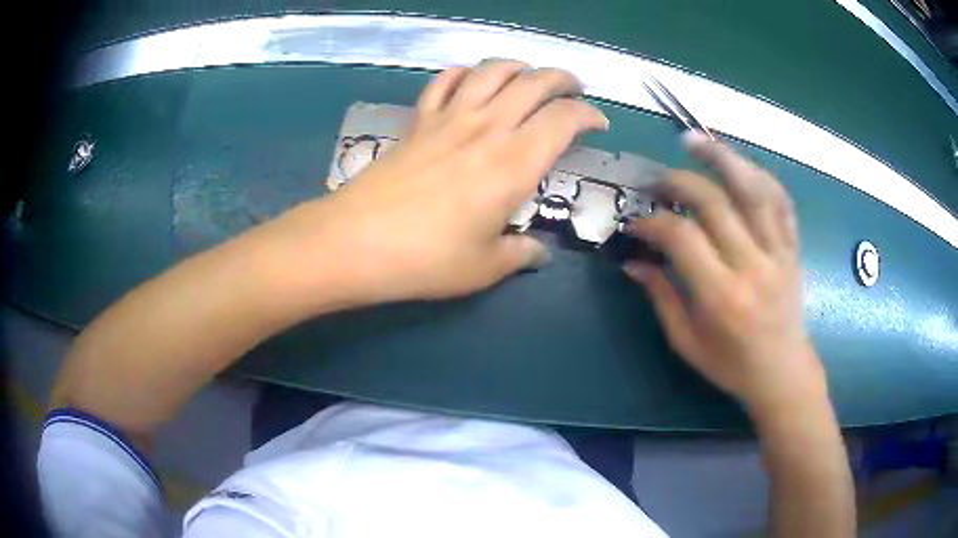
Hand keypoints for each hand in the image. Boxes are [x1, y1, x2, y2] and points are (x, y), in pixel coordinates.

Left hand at [280, 60, 606, 303]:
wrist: (356, 242)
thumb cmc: (427, 259)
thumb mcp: (485, 267)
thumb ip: (520, 254)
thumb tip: (539, 253)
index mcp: (515, 163)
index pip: (564, 119)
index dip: (588, 115)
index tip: (597, 125)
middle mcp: (488, 128)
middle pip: (534, 82)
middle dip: (562, 79)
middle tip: (574, 91)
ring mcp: (449, 118)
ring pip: (492, 70)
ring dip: (519, 66)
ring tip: (530, 77)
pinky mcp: (418, 120)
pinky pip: (445, 81)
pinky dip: (465, 73)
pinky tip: (472, 80)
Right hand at [623, 131, 823, 408]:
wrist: (783, 373)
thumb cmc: (732, 365)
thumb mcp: (687, 342)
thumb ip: (661, 297)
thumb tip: (633, 261)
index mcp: (722, 296)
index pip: (682, 237)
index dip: (652, 223)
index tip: (635, 224)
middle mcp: (753, 266)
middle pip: (714, 202)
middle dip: (678, 182)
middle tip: (656, 181)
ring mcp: (778, 252)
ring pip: (753, 189)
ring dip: (721, 157)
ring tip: (694, 141)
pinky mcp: (792, 247)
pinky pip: (780, 200)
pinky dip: (759, 174)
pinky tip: (739, 163)